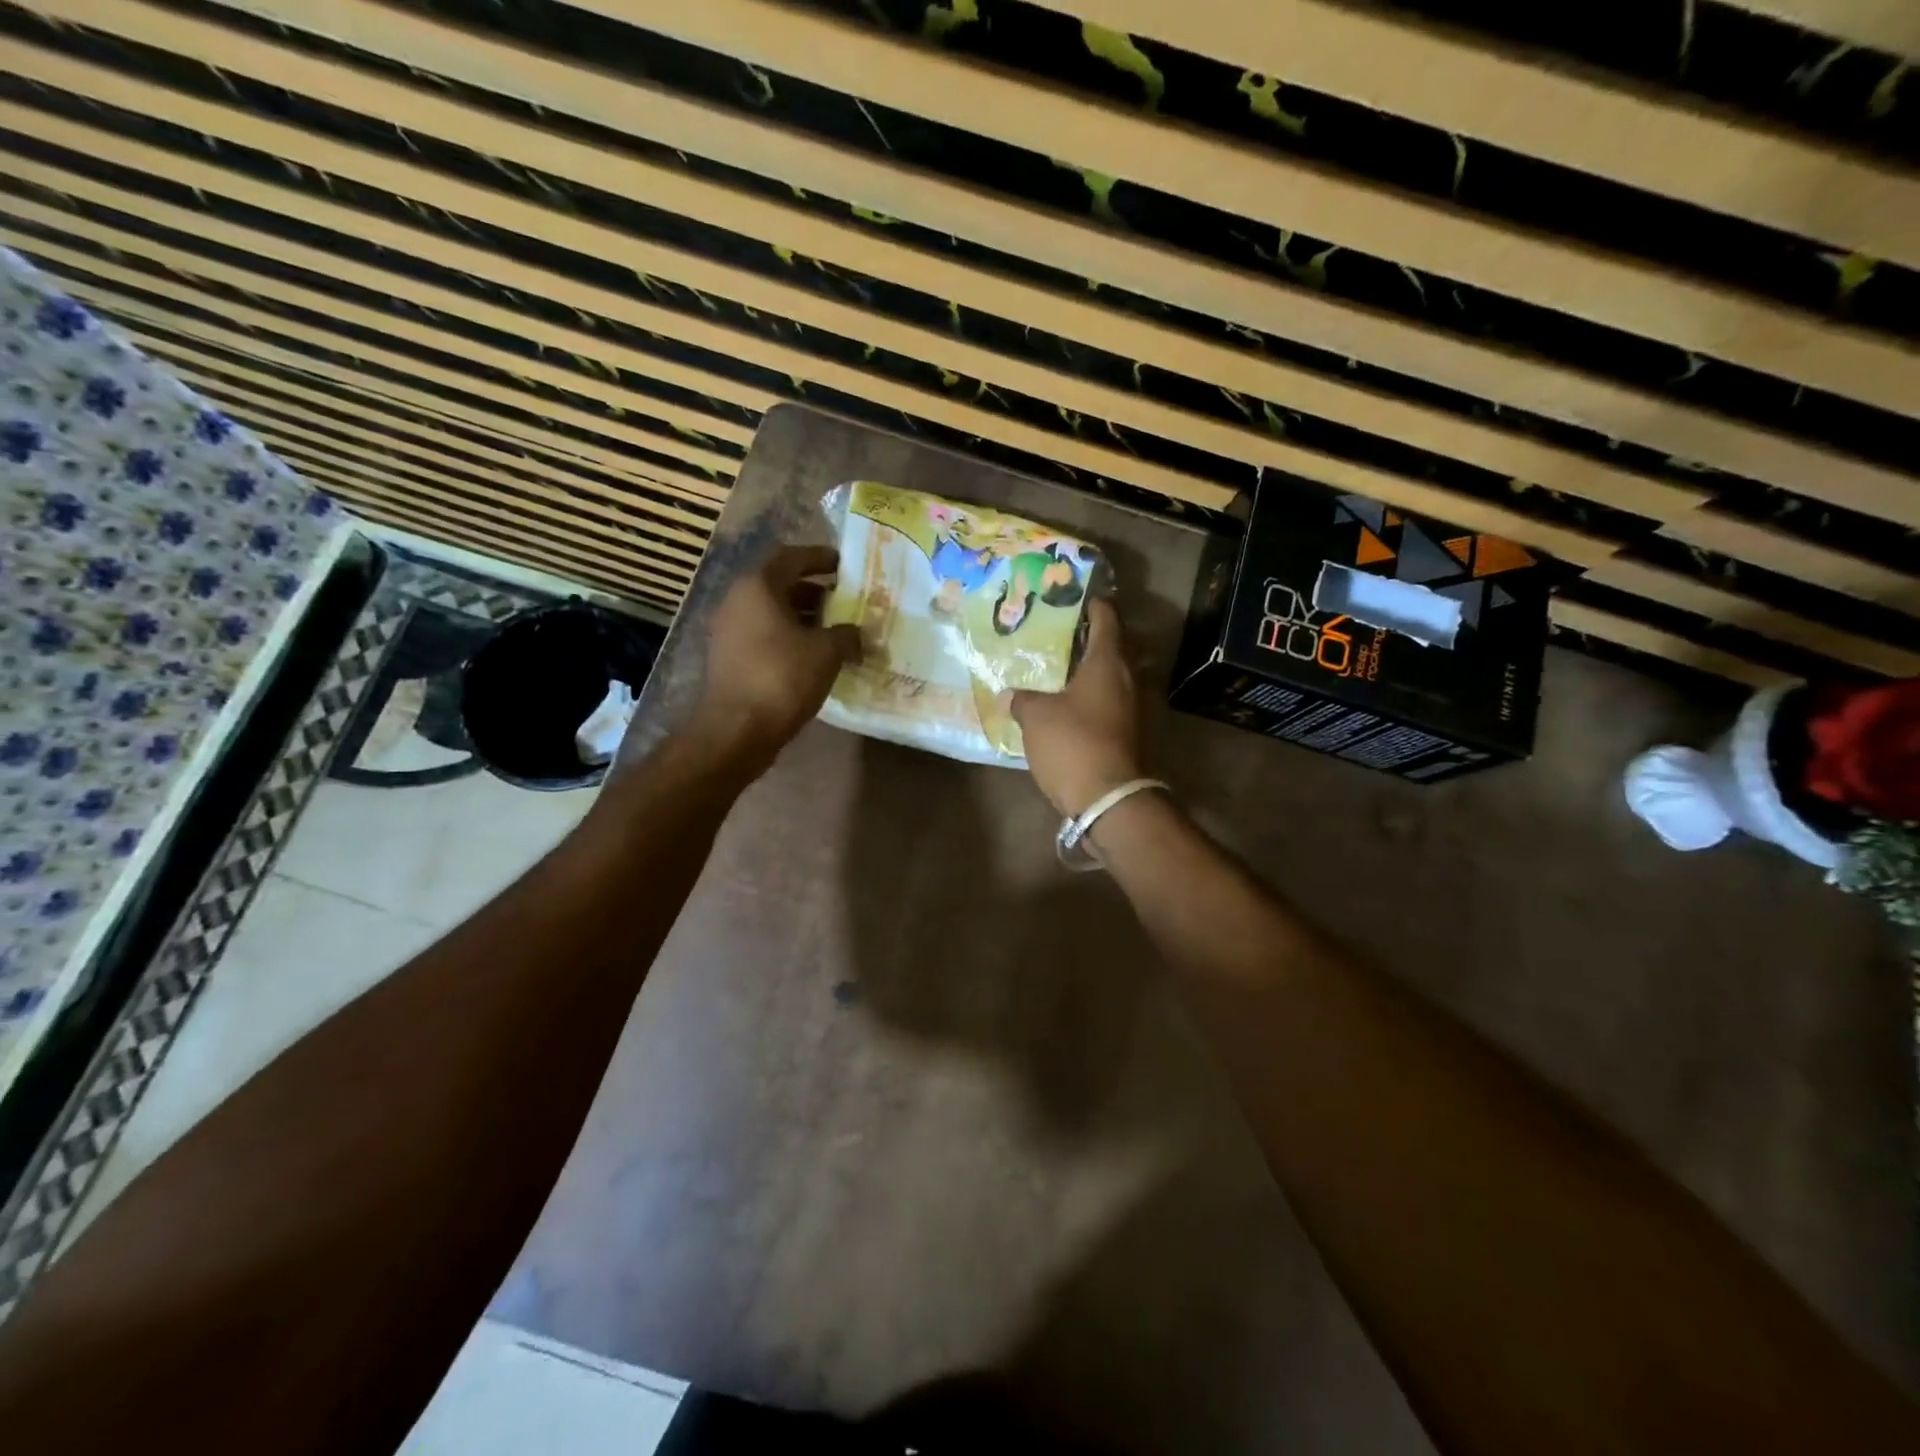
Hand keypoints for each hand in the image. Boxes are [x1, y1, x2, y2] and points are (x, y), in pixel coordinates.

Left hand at [692, 545, 859, 762]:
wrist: (737, 730)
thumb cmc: (782, 678)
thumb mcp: (827, 652)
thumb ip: (847, 635)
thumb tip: (856, 634)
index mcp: (758, 586)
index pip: (791, 557)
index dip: (820, 558)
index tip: (845, 565)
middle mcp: (738, 601)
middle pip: (781, 585)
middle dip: (815, 592)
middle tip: (846, 601)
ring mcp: (730, 631)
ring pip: (773, 613)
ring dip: (804, 618)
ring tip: (836, 631)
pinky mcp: (731, 659)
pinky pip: (766, 637)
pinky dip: (791, 639)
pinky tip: (815, 657)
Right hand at [1011, 598, 1145, 816]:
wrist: (1108, 798)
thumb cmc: (1073, 743)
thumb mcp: (1037, 717)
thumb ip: (1023, 700)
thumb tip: (1010, 695)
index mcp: (1108, 662)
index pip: (1107, 619)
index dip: (1095, 605)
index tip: (1080, 598)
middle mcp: (1129, 678)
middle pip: (1116, 647)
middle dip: (1093, 638)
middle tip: (1065, 633)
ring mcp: (1135, 707)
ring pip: (1115, 676)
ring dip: (1095, 670)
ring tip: (1064, 669)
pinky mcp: (1132, 733)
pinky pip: (1113, 702)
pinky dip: (1096, 696)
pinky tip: (1072, 704)